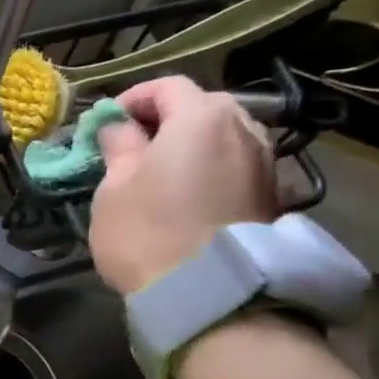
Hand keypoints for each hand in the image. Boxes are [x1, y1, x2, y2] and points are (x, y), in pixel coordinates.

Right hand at [89, 75, 277, 295]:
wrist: (209, 292)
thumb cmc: (147, 231)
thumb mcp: (114, 188)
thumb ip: (118, 147)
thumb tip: (119, 128)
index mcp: (201, 116)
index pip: (167, 86)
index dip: (132, 99)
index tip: (106, 123)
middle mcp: (243, 127)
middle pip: (201, 107)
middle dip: (165, 120)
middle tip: (132, 147)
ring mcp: (265, 161)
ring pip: (222, 137)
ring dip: (191, 146)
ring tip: (161, 174)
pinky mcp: (272, 194)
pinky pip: (235, 165)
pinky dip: (210, 169)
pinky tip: (188, 196)